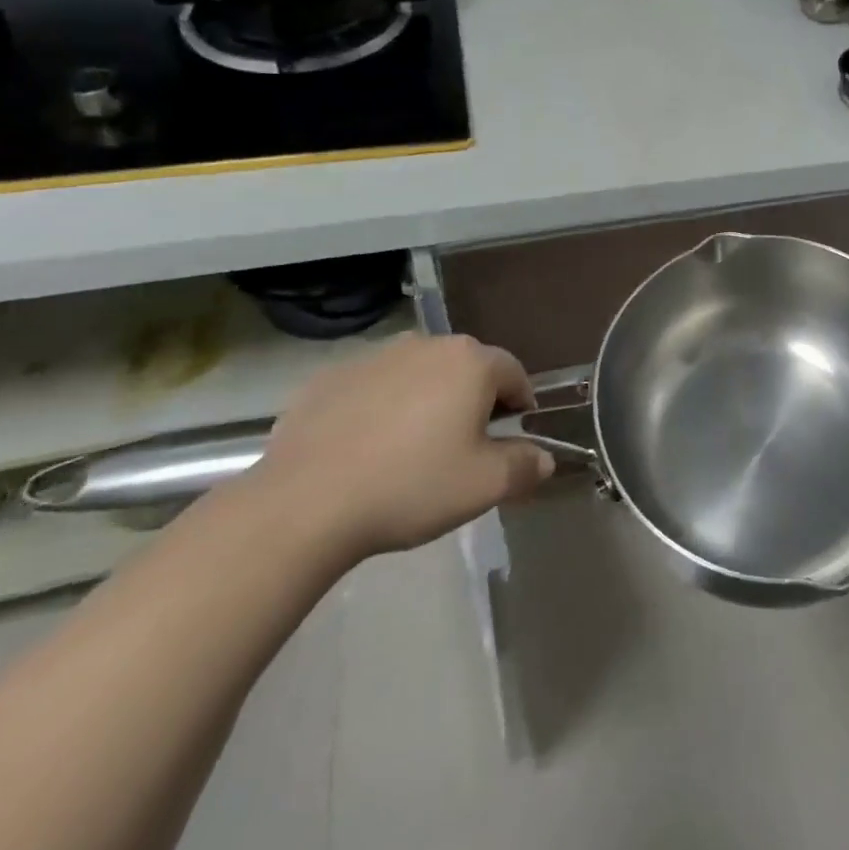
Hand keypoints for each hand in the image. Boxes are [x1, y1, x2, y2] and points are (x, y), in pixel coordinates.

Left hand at [251, 334, 554, 564]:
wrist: (303, 504)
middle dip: (472, 401)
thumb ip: (525, 466)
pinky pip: (372, 387)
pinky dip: (379, 408)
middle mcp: (427, 344)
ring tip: (409, 449)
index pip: (514, 373)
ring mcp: (375, 356)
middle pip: (466, 368)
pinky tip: (364, 450)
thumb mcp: (483, 486)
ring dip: (425, 400)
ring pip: (418, 374)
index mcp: (471, 362)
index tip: (511, 439)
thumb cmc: (410, 487)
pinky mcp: (330, 376)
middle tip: (462, 448)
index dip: (519, 406)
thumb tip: (545, 458)